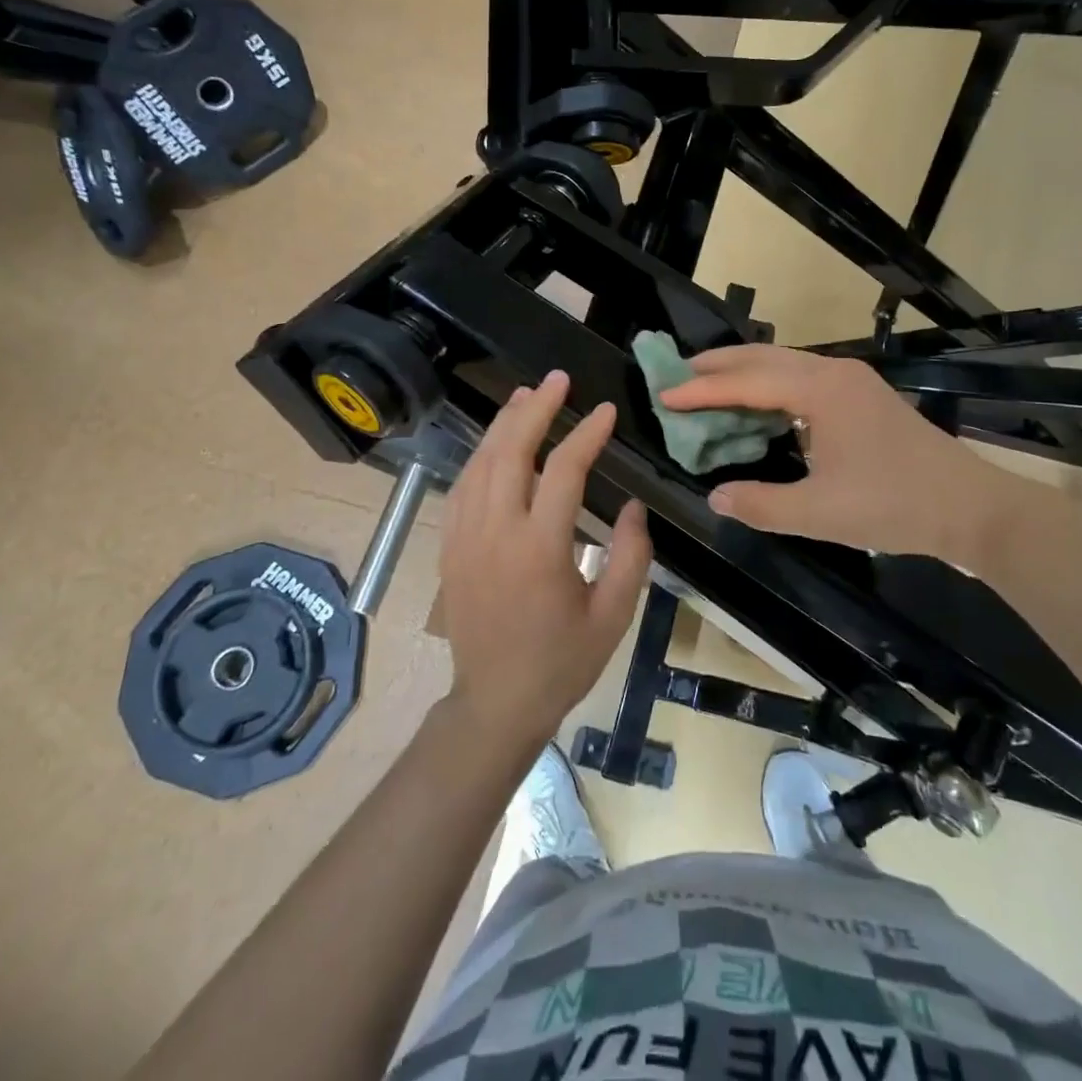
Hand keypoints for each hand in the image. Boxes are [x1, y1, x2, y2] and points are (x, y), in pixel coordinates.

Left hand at [438, 370, 651, 748]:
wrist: (495, 702)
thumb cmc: (561, 662)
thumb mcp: (613, 615)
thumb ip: (630, 555)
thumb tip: (632, 506)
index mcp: (540, 549)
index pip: (563, 470)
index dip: (587, 434)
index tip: (606, 411)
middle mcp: (495, 532)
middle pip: (511, 451)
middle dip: (536, 409)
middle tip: (557, 380)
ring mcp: (465, 536)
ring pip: (481, 462)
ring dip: (504, 424)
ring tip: (526, 395)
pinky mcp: (449, 545)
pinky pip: (463, 485)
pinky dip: (481, 455)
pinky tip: (496, 442)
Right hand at [659, 344, 1017, 564]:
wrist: (971, 508)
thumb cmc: (894, 505)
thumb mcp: (819, 512)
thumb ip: (761, 504)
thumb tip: (716, 497)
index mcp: (820, 391)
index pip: (746, 382)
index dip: (701, 390)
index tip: (664, 395)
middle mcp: (833, 373)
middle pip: (762, 357)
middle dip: (717, 364)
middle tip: (676, 374)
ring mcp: (851, 381)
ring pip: (783, 364)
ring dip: (744, 373)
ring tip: (707, 386)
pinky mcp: (861, 396)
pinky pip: (801, 378)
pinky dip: (769, 386)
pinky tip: (756, 406)